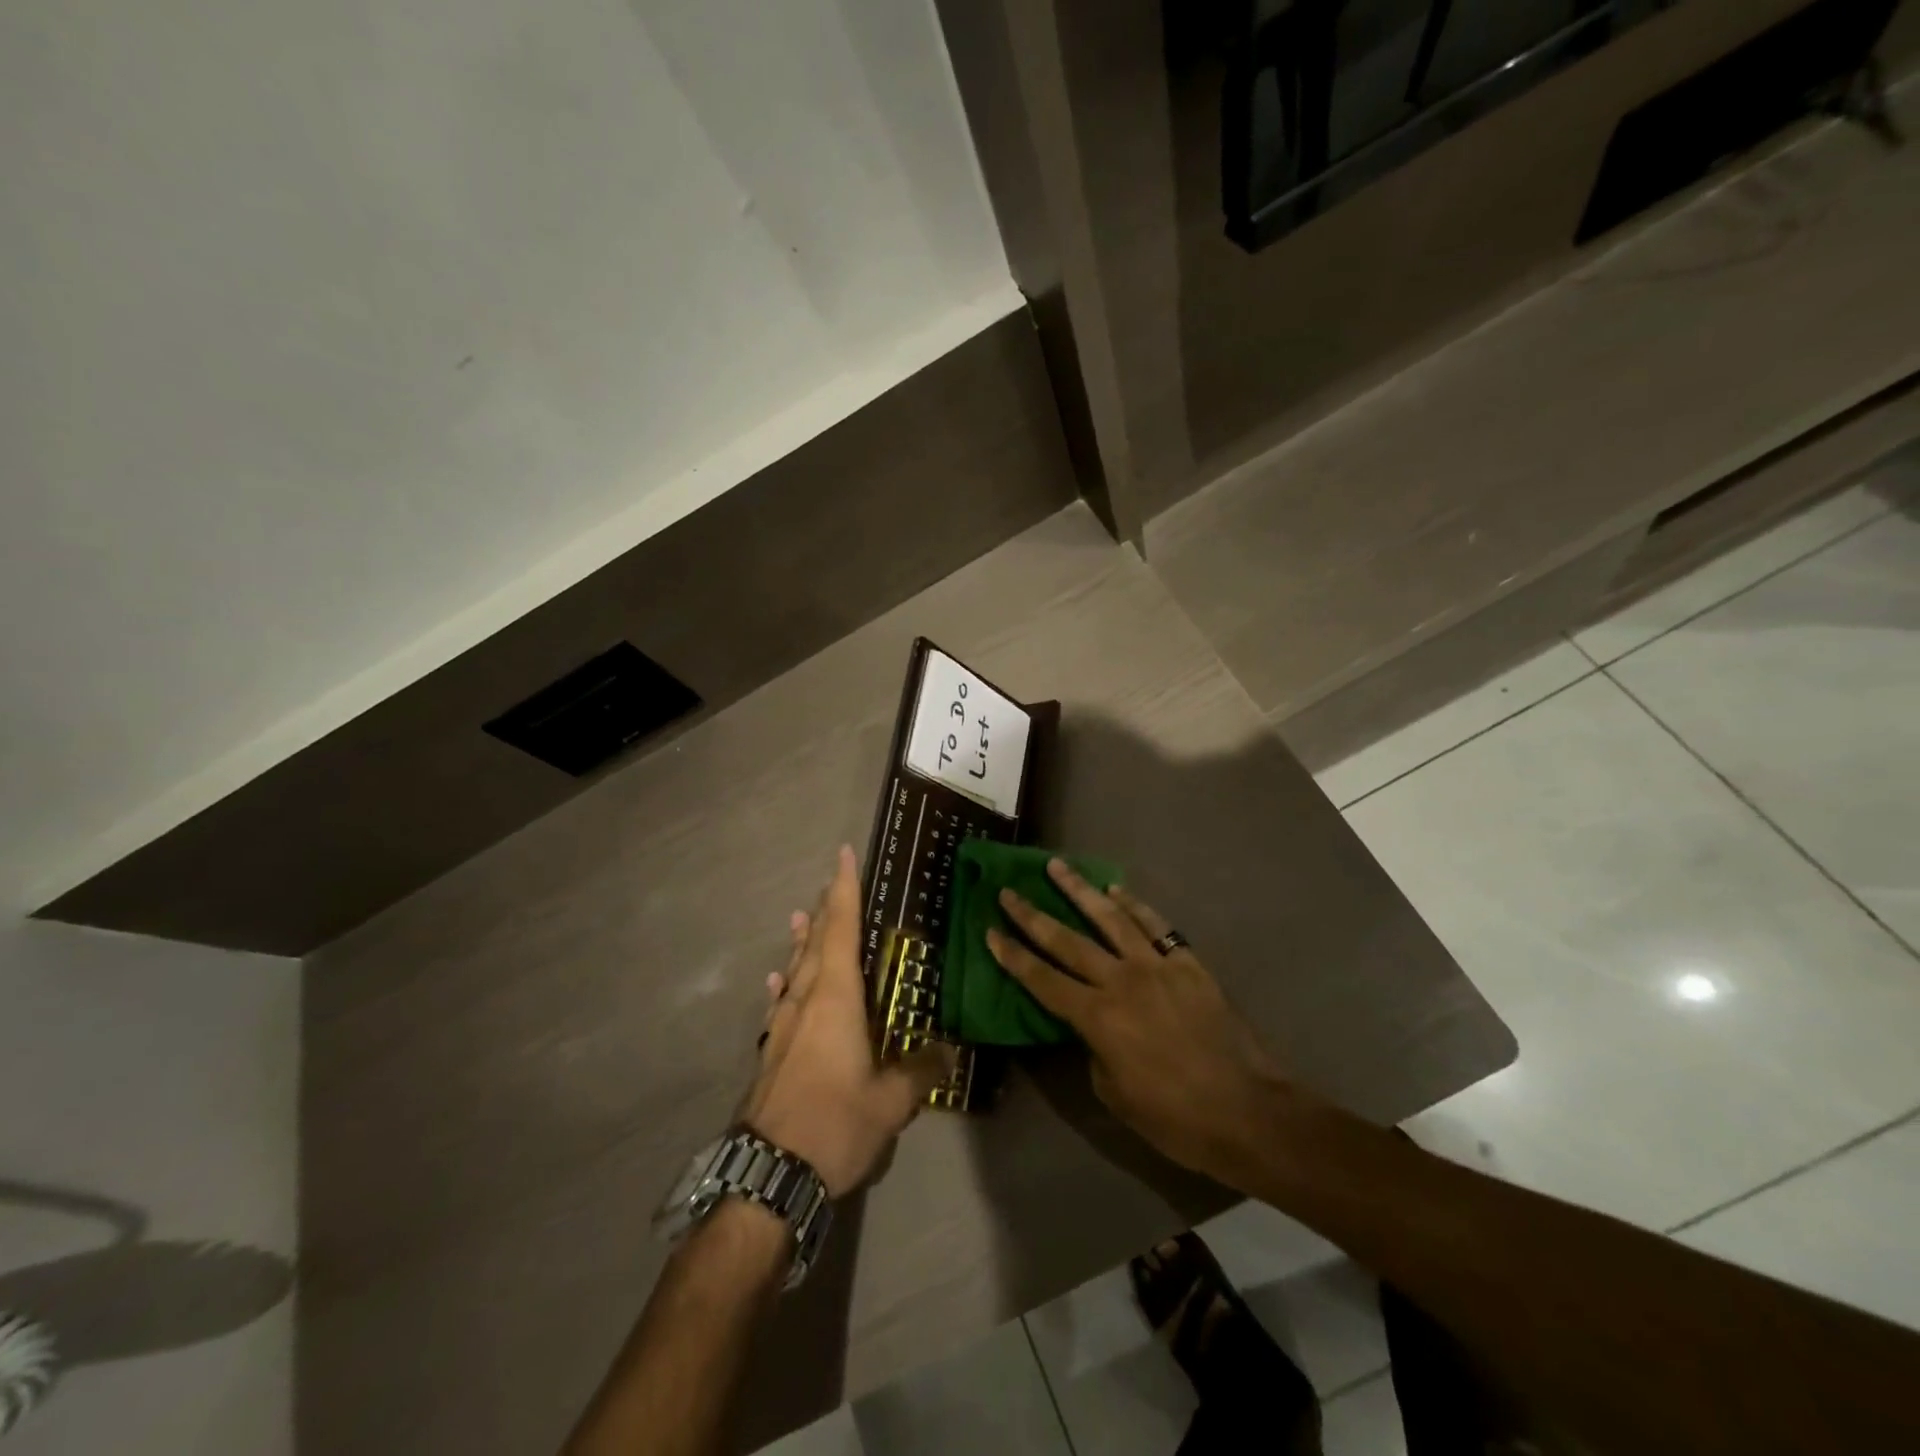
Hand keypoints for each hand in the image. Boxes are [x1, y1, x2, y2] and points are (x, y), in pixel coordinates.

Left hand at [741, 846, 953, 1196]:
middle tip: (831, 884)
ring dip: (801, 941)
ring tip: (800, 918)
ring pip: (793, 969)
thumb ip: (920, 1071)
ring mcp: (781, 1026)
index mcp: (835, 998)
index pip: (841, 929)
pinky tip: (778, 982)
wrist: (768, 1173)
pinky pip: (779, 1002)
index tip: (843, 854)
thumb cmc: (833, 1123)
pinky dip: (784, 983)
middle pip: (814, 943)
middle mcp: (804, 1000)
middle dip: (825, 910)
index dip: (844, 890)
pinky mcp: (770, 1051)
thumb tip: (948, 1051)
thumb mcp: (890, 1102)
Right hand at [986, 860, 1294, 1183]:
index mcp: (1098, 1018)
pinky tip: (1117, 889)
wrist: (1247, 1111)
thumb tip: (1093, 1026)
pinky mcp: (1188, 963)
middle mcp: (1121, 981)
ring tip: (1057, 866)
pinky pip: (1156, 925)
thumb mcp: (1115, 1095)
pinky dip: (1134, 905)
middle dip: (1033, 916)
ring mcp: (1157, 966)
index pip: (1043, 980)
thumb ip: (1094, 1050)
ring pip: (1110, 919)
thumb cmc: (1175, 1119)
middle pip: (1068, 941)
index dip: (1014, 956)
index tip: (991, 931)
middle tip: (1009, 891)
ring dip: (1080, 891)